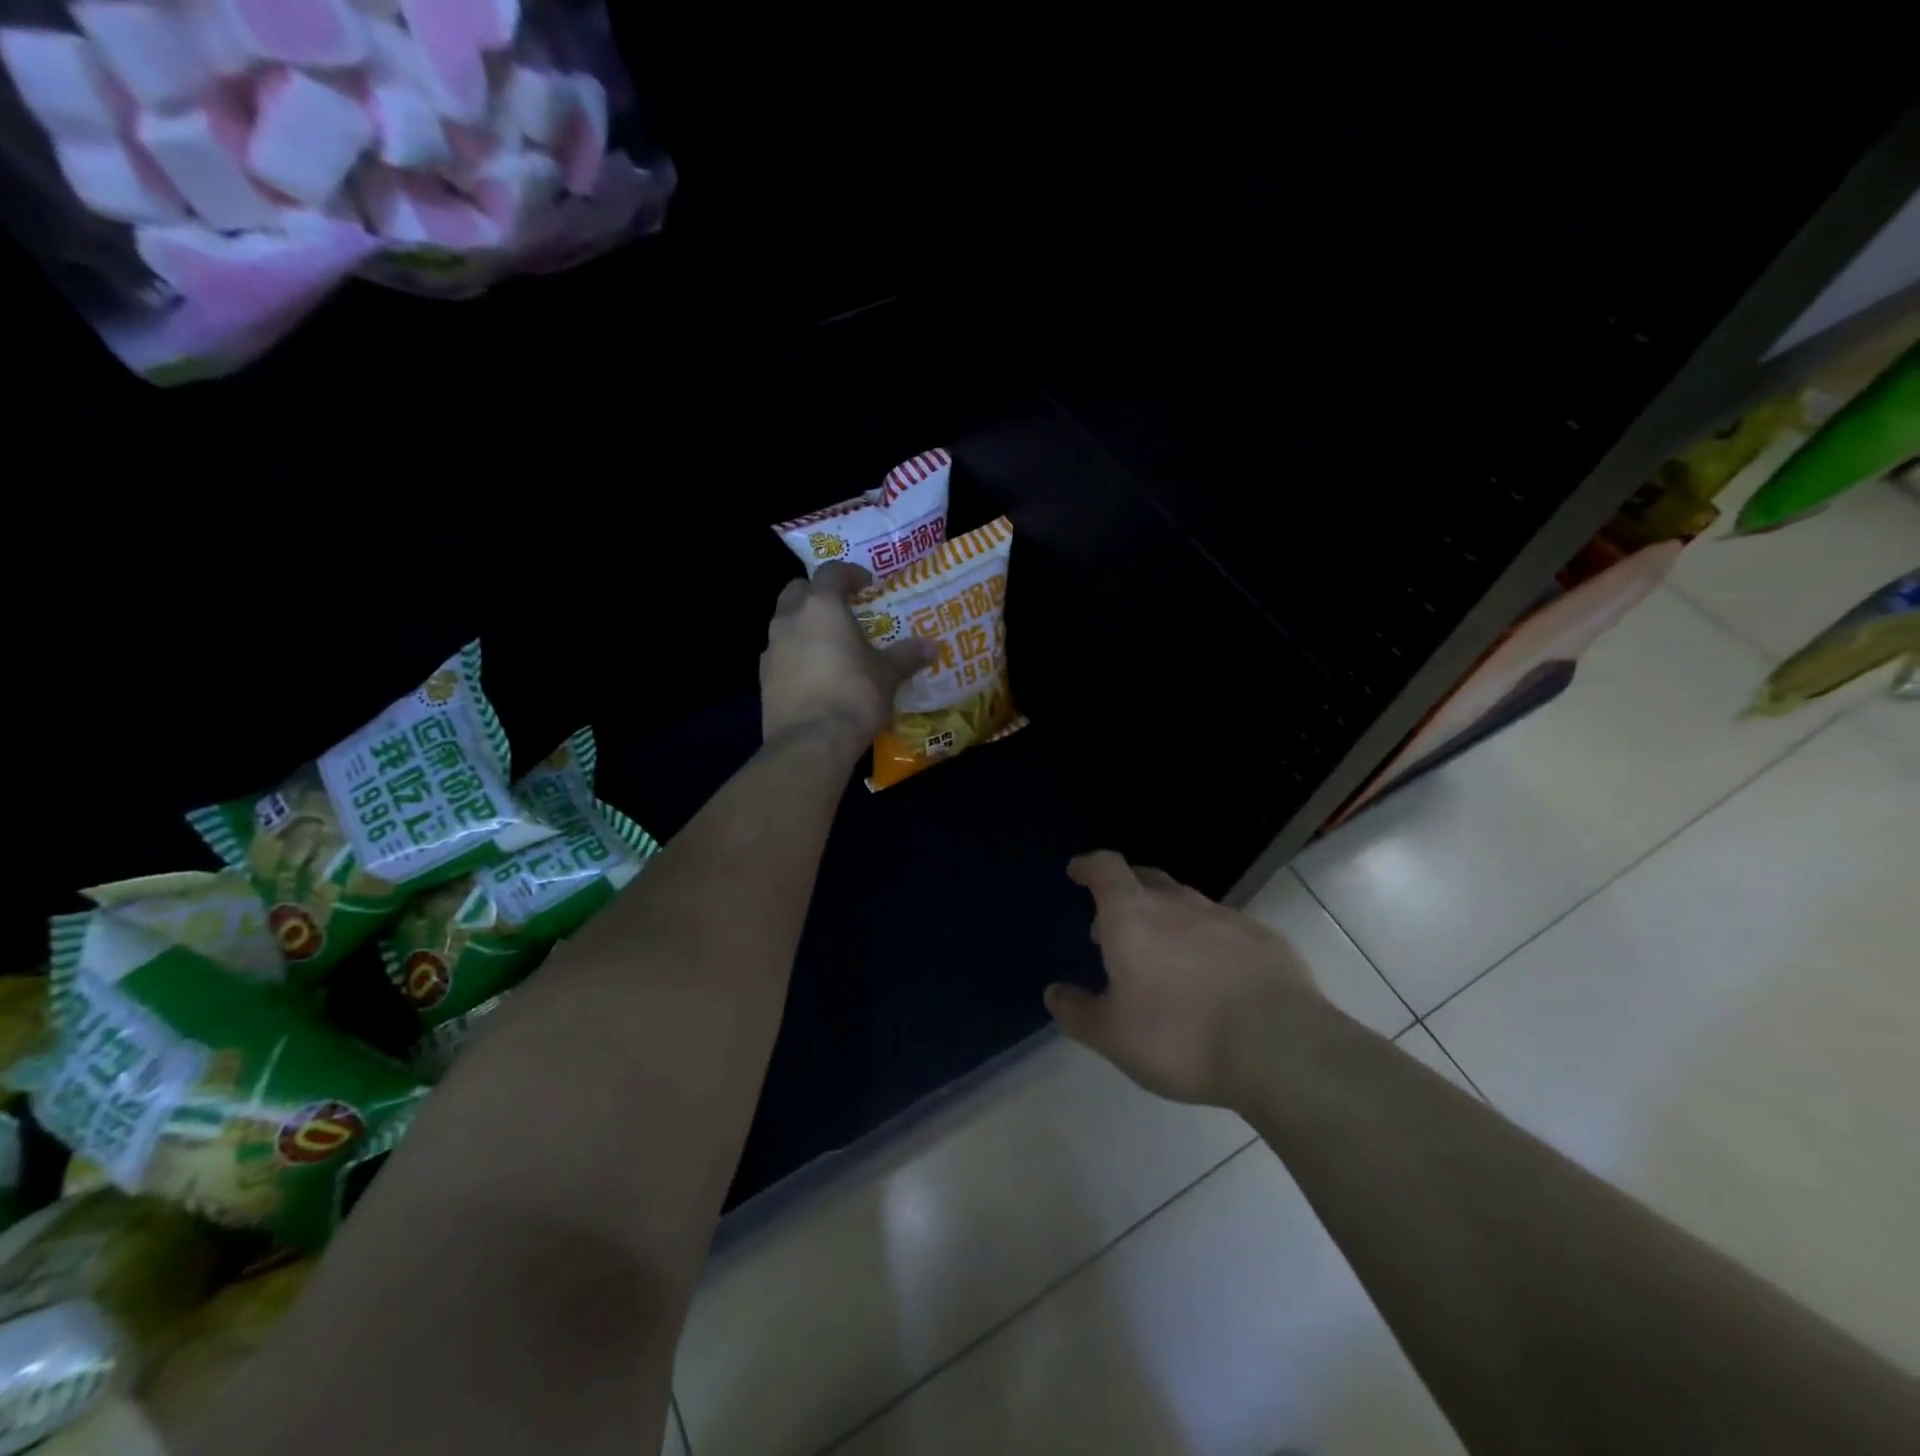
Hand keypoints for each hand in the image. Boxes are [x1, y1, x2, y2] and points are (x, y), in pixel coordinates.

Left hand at [761, 563, 933, 749]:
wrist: (810, 742)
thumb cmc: (854, 696)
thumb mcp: (888, 676)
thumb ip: (907, 656)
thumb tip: (932, 646)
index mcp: (822, 607)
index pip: (831, 572)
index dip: (850, 574)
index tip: (866, 584)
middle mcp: (790, 619)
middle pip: (798, 590)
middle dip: (817, 594)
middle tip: (842, 609)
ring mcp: (772, 648)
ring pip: (785, 622)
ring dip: (804, 625)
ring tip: (830, 644)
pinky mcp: (763, 677)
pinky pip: (780, 653)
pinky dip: (795, 654)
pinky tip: (814, 674)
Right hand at [1045, 851, 1329, 1107]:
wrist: (1279, 1048)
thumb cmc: (1179, 1036)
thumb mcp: (1112, 1035)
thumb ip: (1078, 1012)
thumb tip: (1054, 993)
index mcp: (1132, 915)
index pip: (1106, 868)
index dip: (1089, 866)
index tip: (1078, 871)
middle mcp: (1177, 904)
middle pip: (1146, 878)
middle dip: (1126, 891)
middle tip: (1114, 923)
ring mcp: (1225, 917)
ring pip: (1187, 903)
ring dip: (1168, 918)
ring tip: (1163, 955)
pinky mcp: (1264, 939)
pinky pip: (1225, 929)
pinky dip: (1208, 941)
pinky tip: (1213, 976)